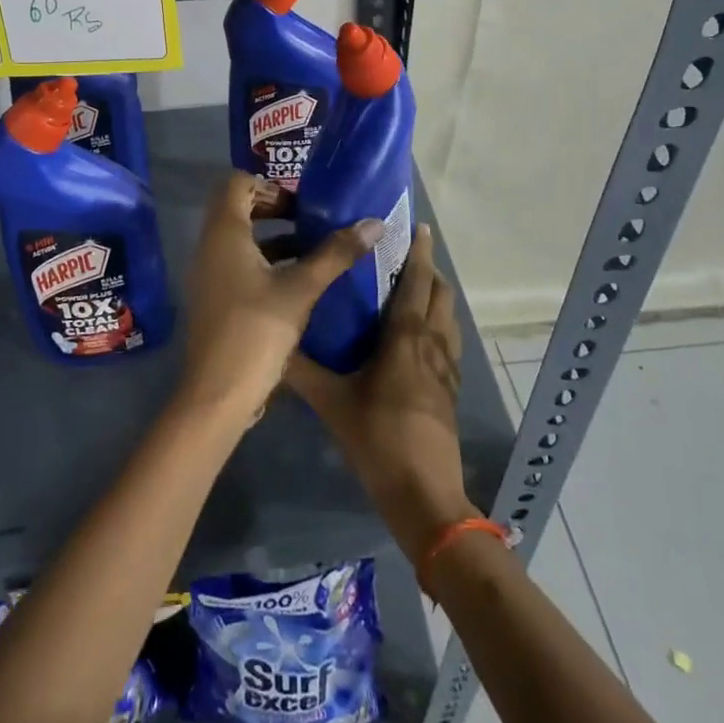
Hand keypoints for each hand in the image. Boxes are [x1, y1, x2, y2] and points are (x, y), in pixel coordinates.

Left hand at [179, 173, 381, 425]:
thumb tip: (374, 223)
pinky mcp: (215, 299)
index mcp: (224, 233)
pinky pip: (237, 264)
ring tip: (313, 249)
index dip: (269, 185)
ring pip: (239, 239)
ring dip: (272, 238)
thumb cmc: (256, 330)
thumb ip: (336, 254)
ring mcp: (208, 274)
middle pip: (236, 208)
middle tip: (309, 220)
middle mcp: (209, 247)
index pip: (236, 183)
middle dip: (273, 209)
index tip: (301, 202)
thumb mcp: (302, 289)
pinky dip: (264, 262)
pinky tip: (298, 283)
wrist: (217, 394)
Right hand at [286, 223, 474, 556]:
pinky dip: (438, 324)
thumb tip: (272, 344)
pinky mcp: (451, 389)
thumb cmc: (378, 440)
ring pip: (448, 317)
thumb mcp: (332, 403)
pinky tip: (418, 337)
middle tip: (404, 254)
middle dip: (427, 268)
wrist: (425, 496)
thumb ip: (301, 371)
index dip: (418, 252)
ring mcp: (447, 368)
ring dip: (435, 295)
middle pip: (439, 293)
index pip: (416, 282)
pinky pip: (448, 342)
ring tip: (412, 287)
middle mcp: (432, 344)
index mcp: (406, 338)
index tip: (415, 226)